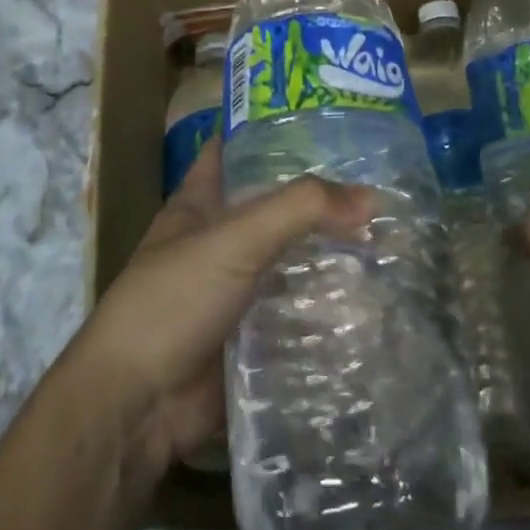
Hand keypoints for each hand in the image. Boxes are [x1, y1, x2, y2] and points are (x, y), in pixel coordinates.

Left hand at [70, 139, 371, 472]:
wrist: (138, 405)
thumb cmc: (173, 302)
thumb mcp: (234, 239)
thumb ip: (299, 210)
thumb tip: (371, 196)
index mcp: (198, 206)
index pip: (231, 152)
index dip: (268, 133)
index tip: (324, 123)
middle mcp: (216, 244)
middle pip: (272, 210)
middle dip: (317, 203)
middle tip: (380, 189)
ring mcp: (233, 293)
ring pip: (289, 264)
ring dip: (329, 259)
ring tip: (392, 243)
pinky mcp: (250, 339)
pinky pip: (296, 316)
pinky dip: (327, 310)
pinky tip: (373, 303)